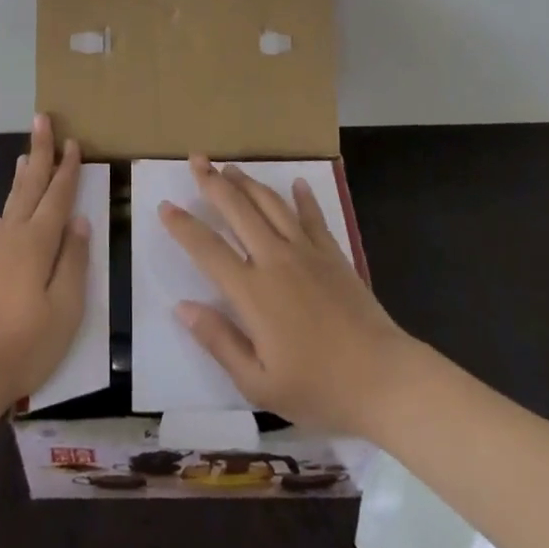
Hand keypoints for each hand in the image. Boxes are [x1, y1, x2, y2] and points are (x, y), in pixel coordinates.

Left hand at [0, 115, 90, 409]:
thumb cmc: (23, 345)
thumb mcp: (64, 308)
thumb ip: (73, 261)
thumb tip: (79, 220)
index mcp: (37, 244)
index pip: (57, 196)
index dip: (66, 169)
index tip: (72, 141)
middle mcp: (12, 239)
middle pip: (29, 187)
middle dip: (39, 152)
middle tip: (42, 119)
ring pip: (11, 205)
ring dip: (21, 177)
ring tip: (24, 155)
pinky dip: (7, 212)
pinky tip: (3, 217)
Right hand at [158, 157, 416, 435]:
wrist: (383, 379)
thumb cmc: (318, 388)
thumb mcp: (259, 382)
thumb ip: (219, 341)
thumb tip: (182, 307)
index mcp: (253, 292)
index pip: (208, 249)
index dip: (183, 226)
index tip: (165, 205)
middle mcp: (275, 259)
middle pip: (238, 210)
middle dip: (213, 183)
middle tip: (196, 159)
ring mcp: (306, 252)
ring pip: (270, 204)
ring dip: (248, 182)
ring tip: (230, 168)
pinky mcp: (332, 254)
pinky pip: (312, 216)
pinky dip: (302, 197)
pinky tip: (296, 183)